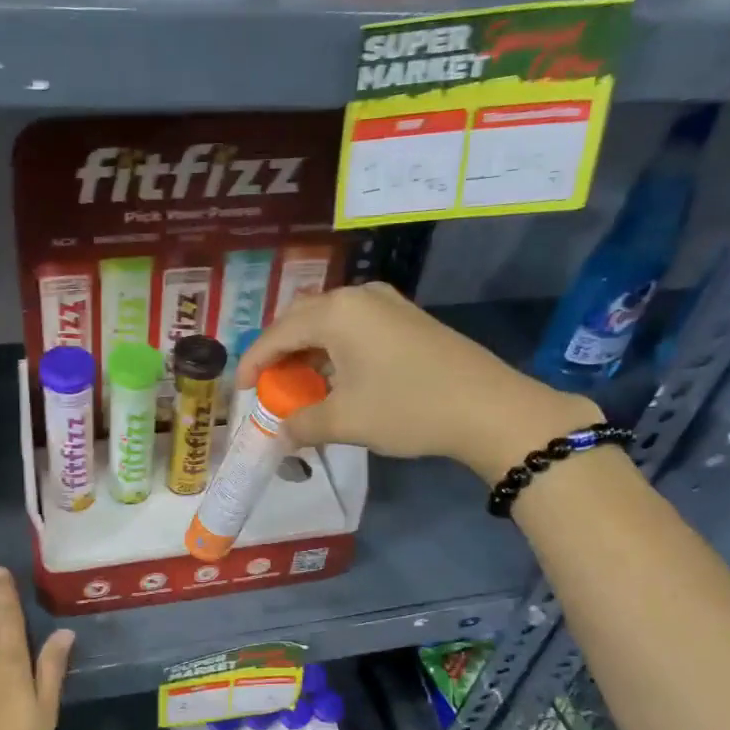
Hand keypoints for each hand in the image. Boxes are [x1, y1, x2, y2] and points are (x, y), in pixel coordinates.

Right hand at [237, 283, 602, 478]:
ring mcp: (387, 303)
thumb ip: (302, 423)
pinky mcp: (408, 318)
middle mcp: (358, 296)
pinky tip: (338, 378)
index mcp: (336, 312)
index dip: (253, 362)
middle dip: (280, 352)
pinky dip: (336, 350)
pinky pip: (356, 327)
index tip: (240, 390)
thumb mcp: (345, 421)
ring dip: (309, 352)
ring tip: (301, 385)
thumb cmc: (407, 408)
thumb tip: (282, 432)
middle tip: (269, 384)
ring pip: (330, 322)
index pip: (277, 334)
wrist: (489, 409)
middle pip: (301, 319)